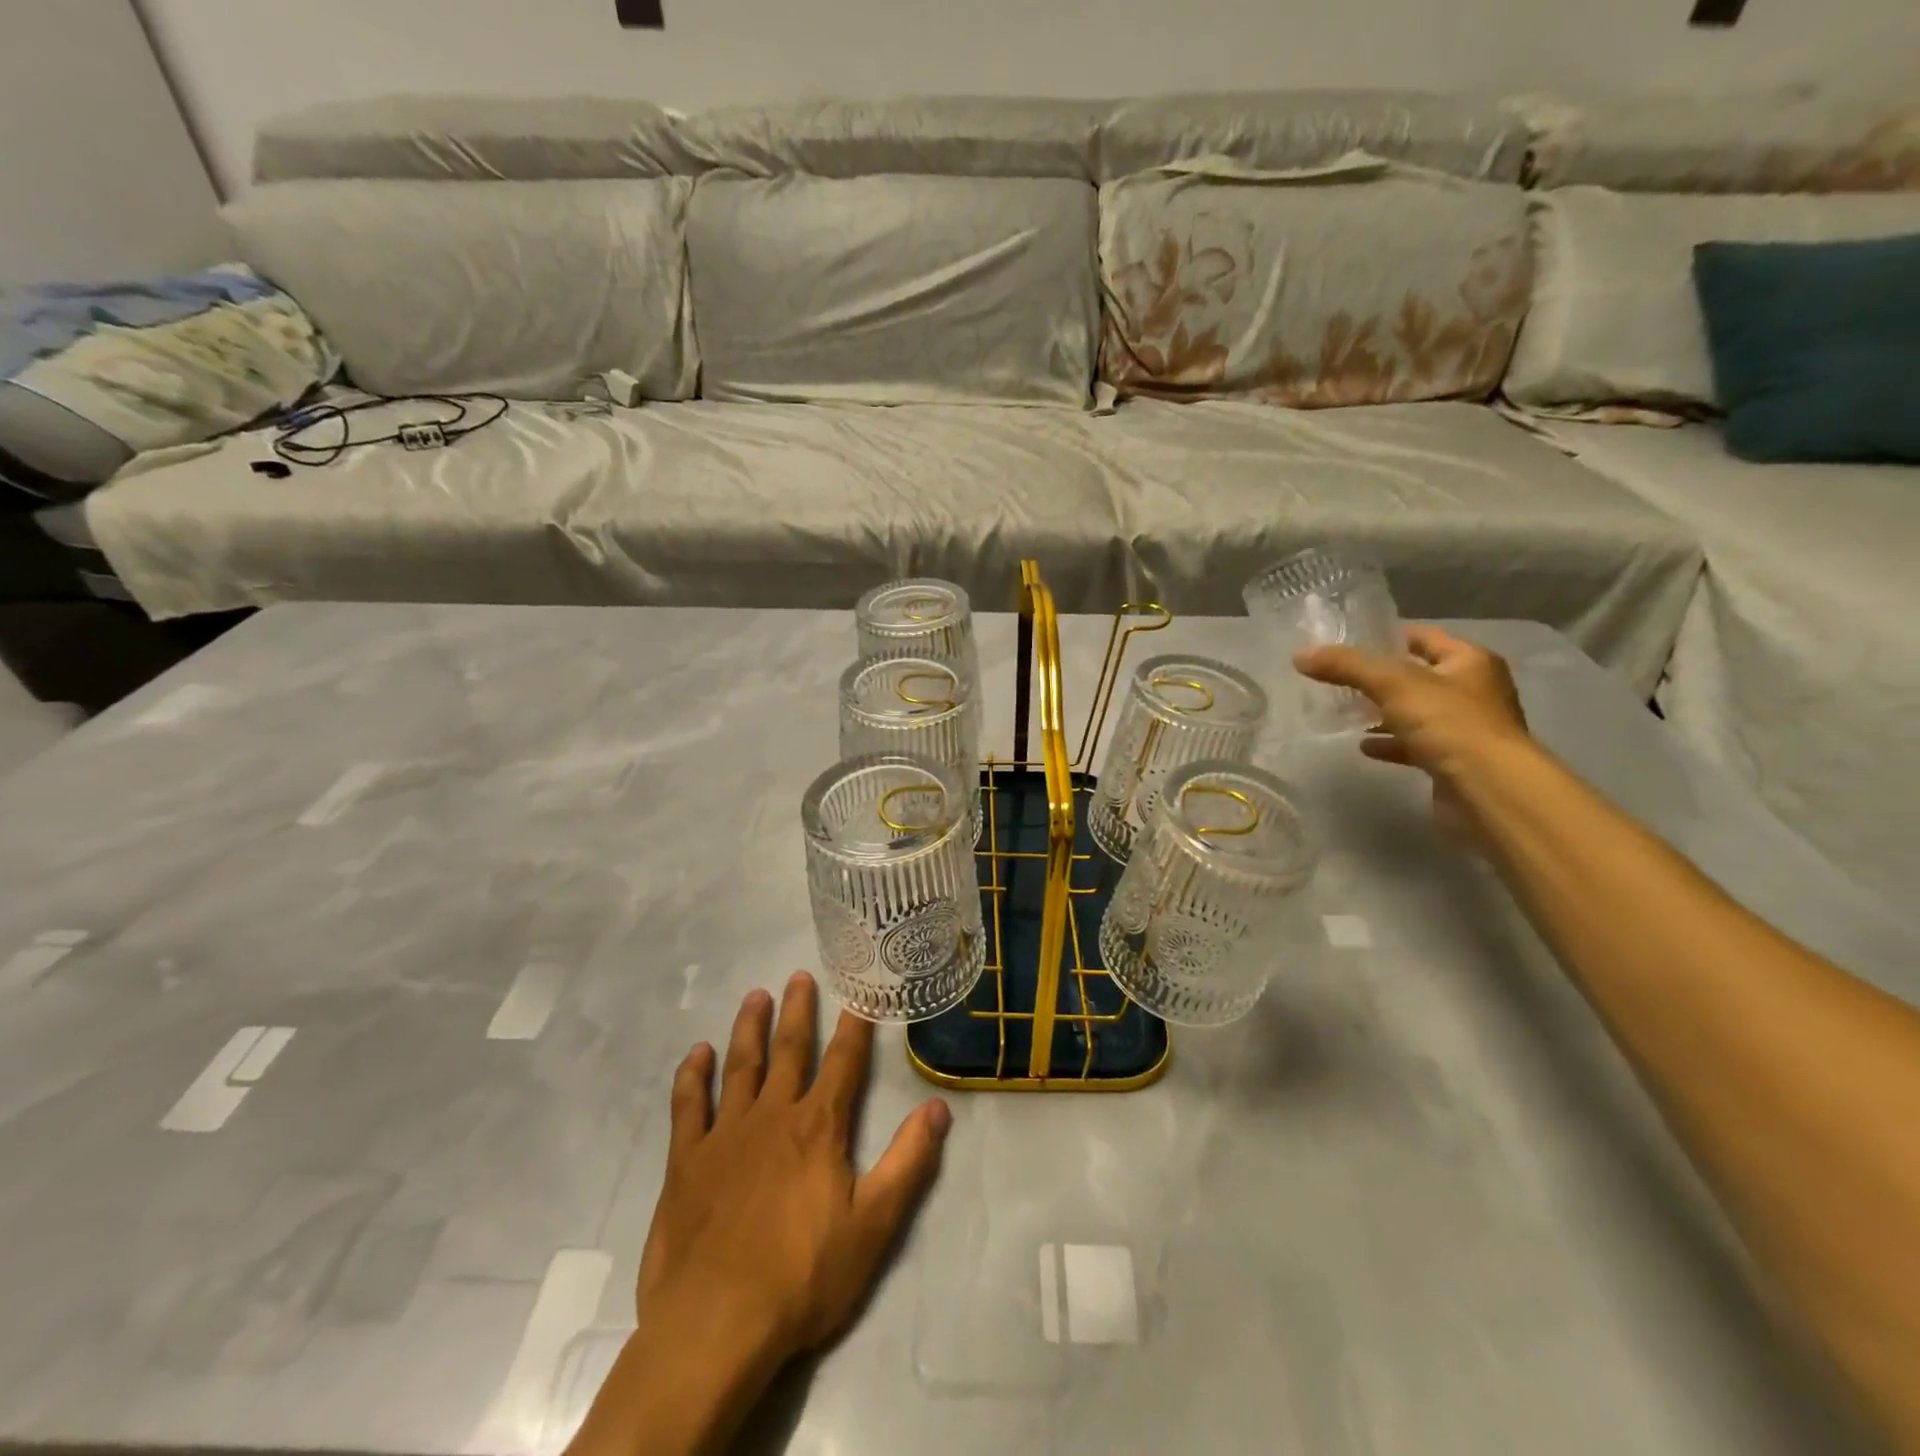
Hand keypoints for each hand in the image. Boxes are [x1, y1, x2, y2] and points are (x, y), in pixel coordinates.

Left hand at [636, 972, 951, 1370]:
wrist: (715, 1325)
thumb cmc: (802, 1277)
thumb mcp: (874, 1225)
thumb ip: (909, 1162)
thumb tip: (940, 1107)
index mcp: (818, 1127)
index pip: (843, 1062)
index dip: (854, 1025)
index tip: (858, 992)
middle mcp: (773, 1115)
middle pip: (789, 1050)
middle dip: (798, 1011)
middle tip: (799, 975)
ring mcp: (726, 1135)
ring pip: (740, 1066)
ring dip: (749, 1028)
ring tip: (755, 995)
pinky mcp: (687, 1161)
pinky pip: (688, 1106)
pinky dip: (692, 1076)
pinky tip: (697, 1053)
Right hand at [1295, 624, 1530, 840]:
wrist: (1488, 789)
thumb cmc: (1449, 723)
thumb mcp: (1392, 684)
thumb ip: (1346, 666)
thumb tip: (1300, 655)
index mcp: (1469, 662)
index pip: (1425, 637)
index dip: (1390, 636)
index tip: (1351, 642)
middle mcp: (1473, 691)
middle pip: (1419, 676)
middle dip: (1381, 678)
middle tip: (1340, 678)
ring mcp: (1465, 728)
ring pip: (1416, 713)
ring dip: (1384, 713)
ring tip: (1345, 712)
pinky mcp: (1453, 761)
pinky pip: (1415, 745)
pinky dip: (1390, 744)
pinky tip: (1363, 746)